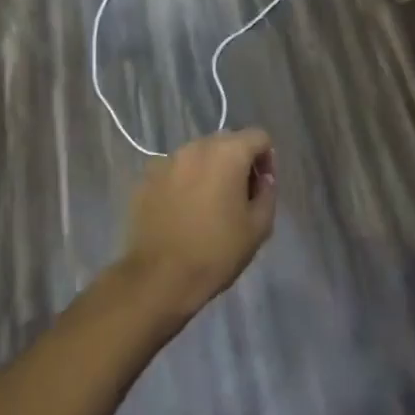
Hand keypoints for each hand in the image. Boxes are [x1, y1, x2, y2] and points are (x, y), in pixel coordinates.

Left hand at [120, 130, 276, 321]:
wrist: (159, 278)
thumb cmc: (216, 252)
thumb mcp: (259, 227)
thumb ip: (268, 193)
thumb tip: (263, 179)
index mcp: (228, 153)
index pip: (258, 137)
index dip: (267, 158)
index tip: (262, 187)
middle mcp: (196, 147)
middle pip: (227, 142)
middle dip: (238, 162)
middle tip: (239, 196)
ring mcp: (167, 160)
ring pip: (198, 155)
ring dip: (209, 171)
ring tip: (209, 205)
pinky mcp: (146, 178)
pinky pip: (175, 171)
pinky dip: (184, 182)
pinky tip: (183, 212)